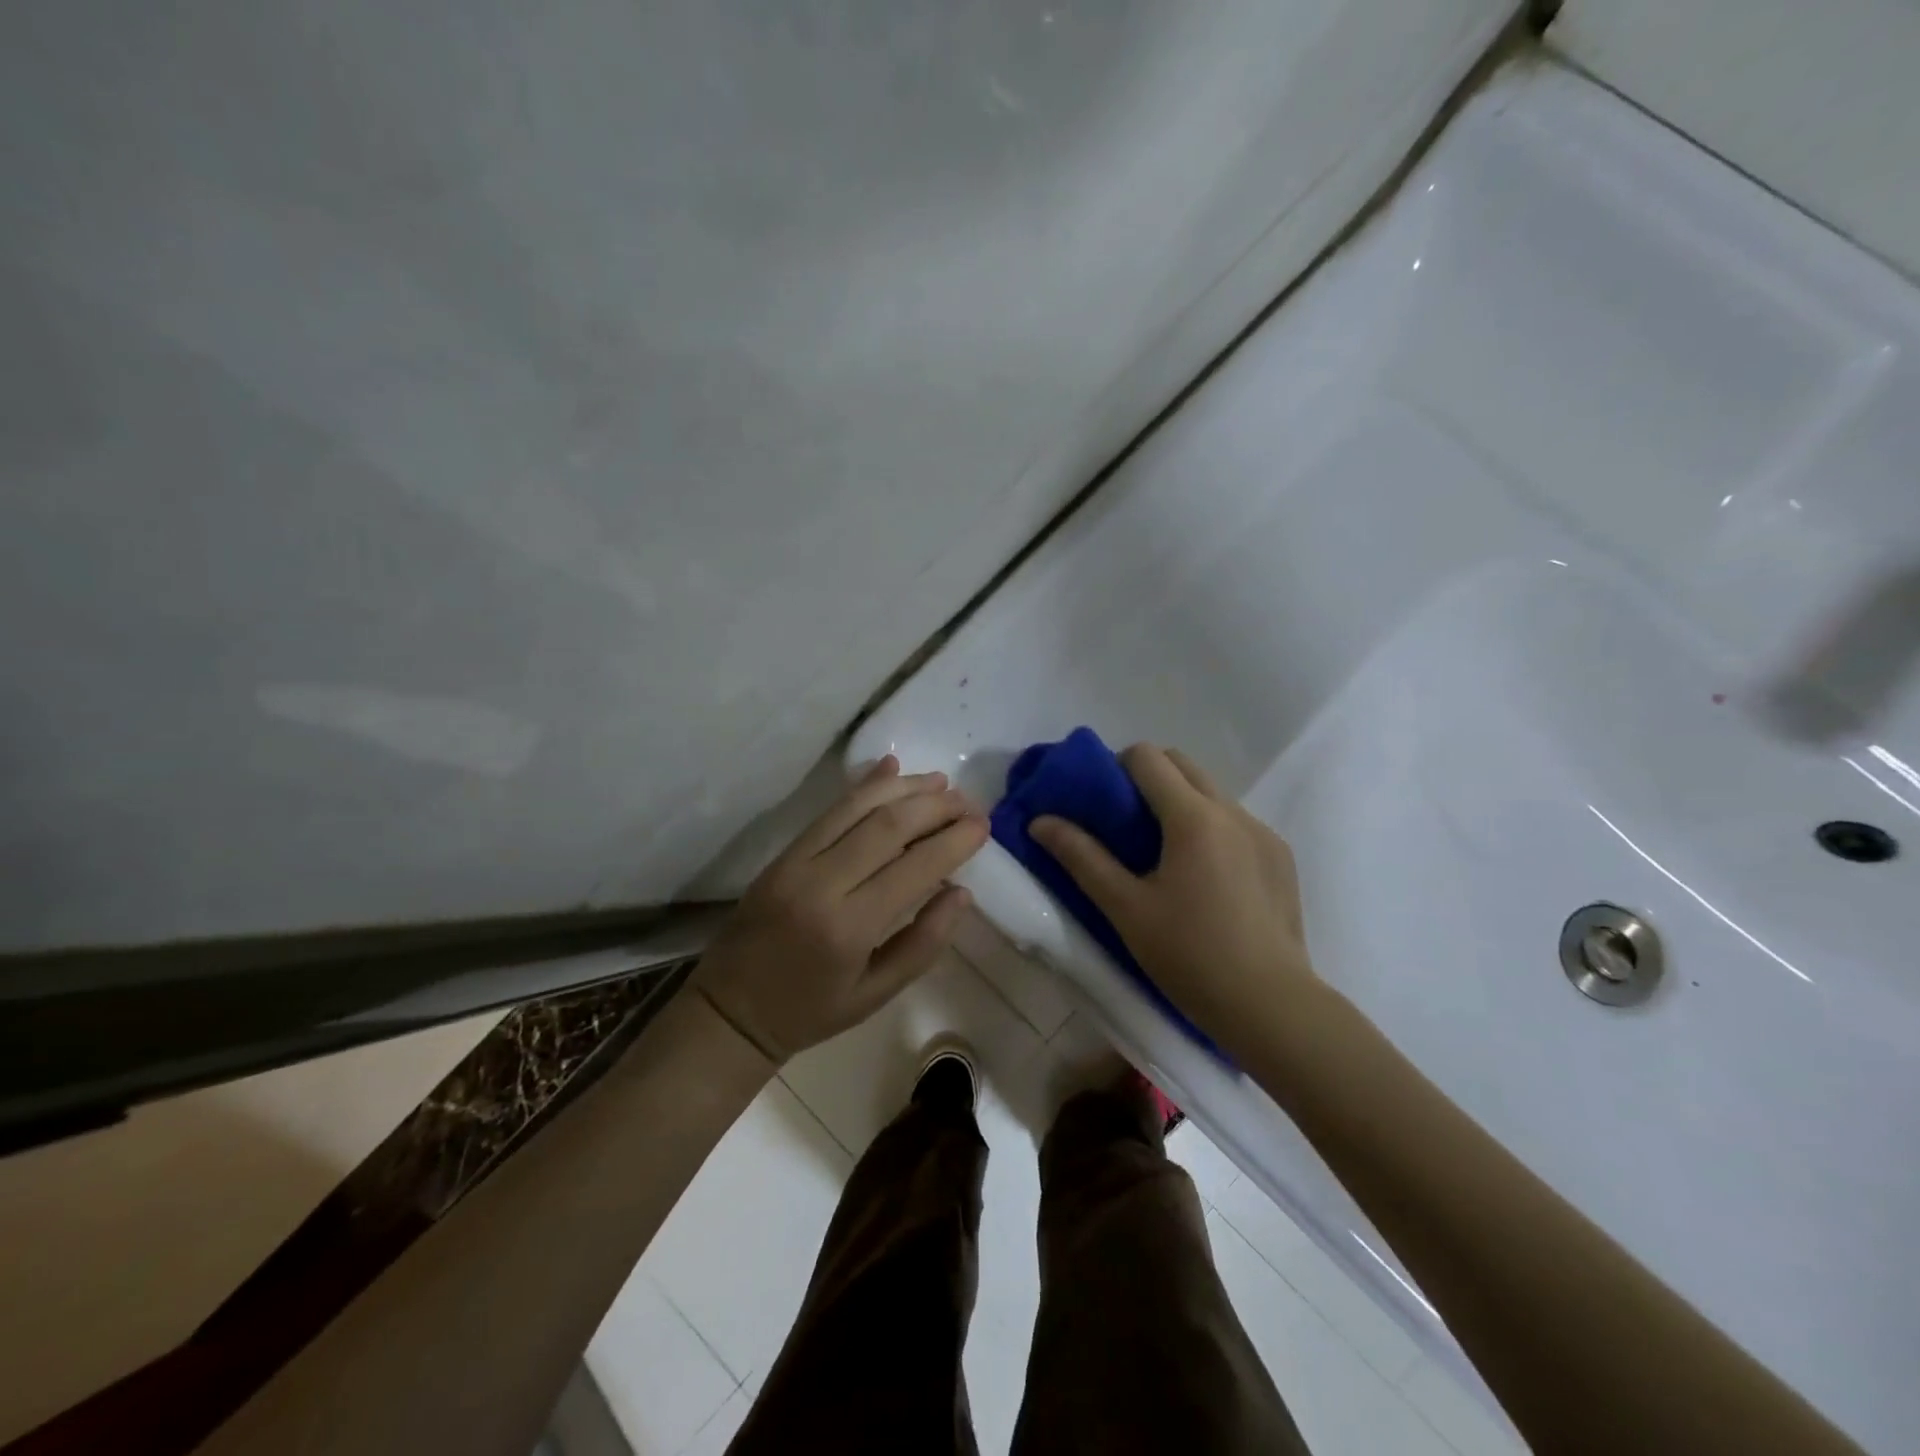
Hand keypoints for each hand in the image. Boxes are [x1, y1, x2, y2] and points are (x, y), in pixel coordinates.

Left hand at [692, 755, 989, 1063]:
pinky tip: (890, 769)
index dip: (952, 841)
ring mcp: (796, 863)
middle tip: (968, 801)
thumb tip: (961, 892)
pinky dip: (863, 786)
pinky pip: (829, 811)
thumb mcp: (876, 995)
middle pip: (886, 826)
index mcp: (849, 928)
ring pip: (856, 808)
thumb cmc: (811, 1011)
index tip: (982, 826)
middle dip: (933, 806)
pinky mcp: (782, 853)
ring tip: (940, 781)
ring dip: (902, 787)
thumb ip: (923, 943)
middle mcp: (821, 885)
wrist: (730, 1011)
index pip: (913, 868)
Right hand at [1029, 743, 1316, 1043]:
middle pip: (1182, 764)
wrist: (1271, 1006)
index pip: (1148, 757)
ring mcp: (1263, 833)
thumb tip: (1040, 821)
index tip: (1101, 802)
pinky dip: (1211, 828)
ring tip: (1164, 854)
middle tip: (1125, 823)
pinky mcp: (1281, 857)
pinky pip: (1236, 821)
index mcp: (1194, 817)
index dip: (1116, 766)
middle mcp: (1233, 811)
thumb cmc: (1189, 955)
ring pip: (1212, 792)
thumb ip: (1081, 857)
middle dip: (1148, 777)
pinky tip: (1204, 877)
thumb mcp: (1125, 908)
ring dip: (1181, 802)